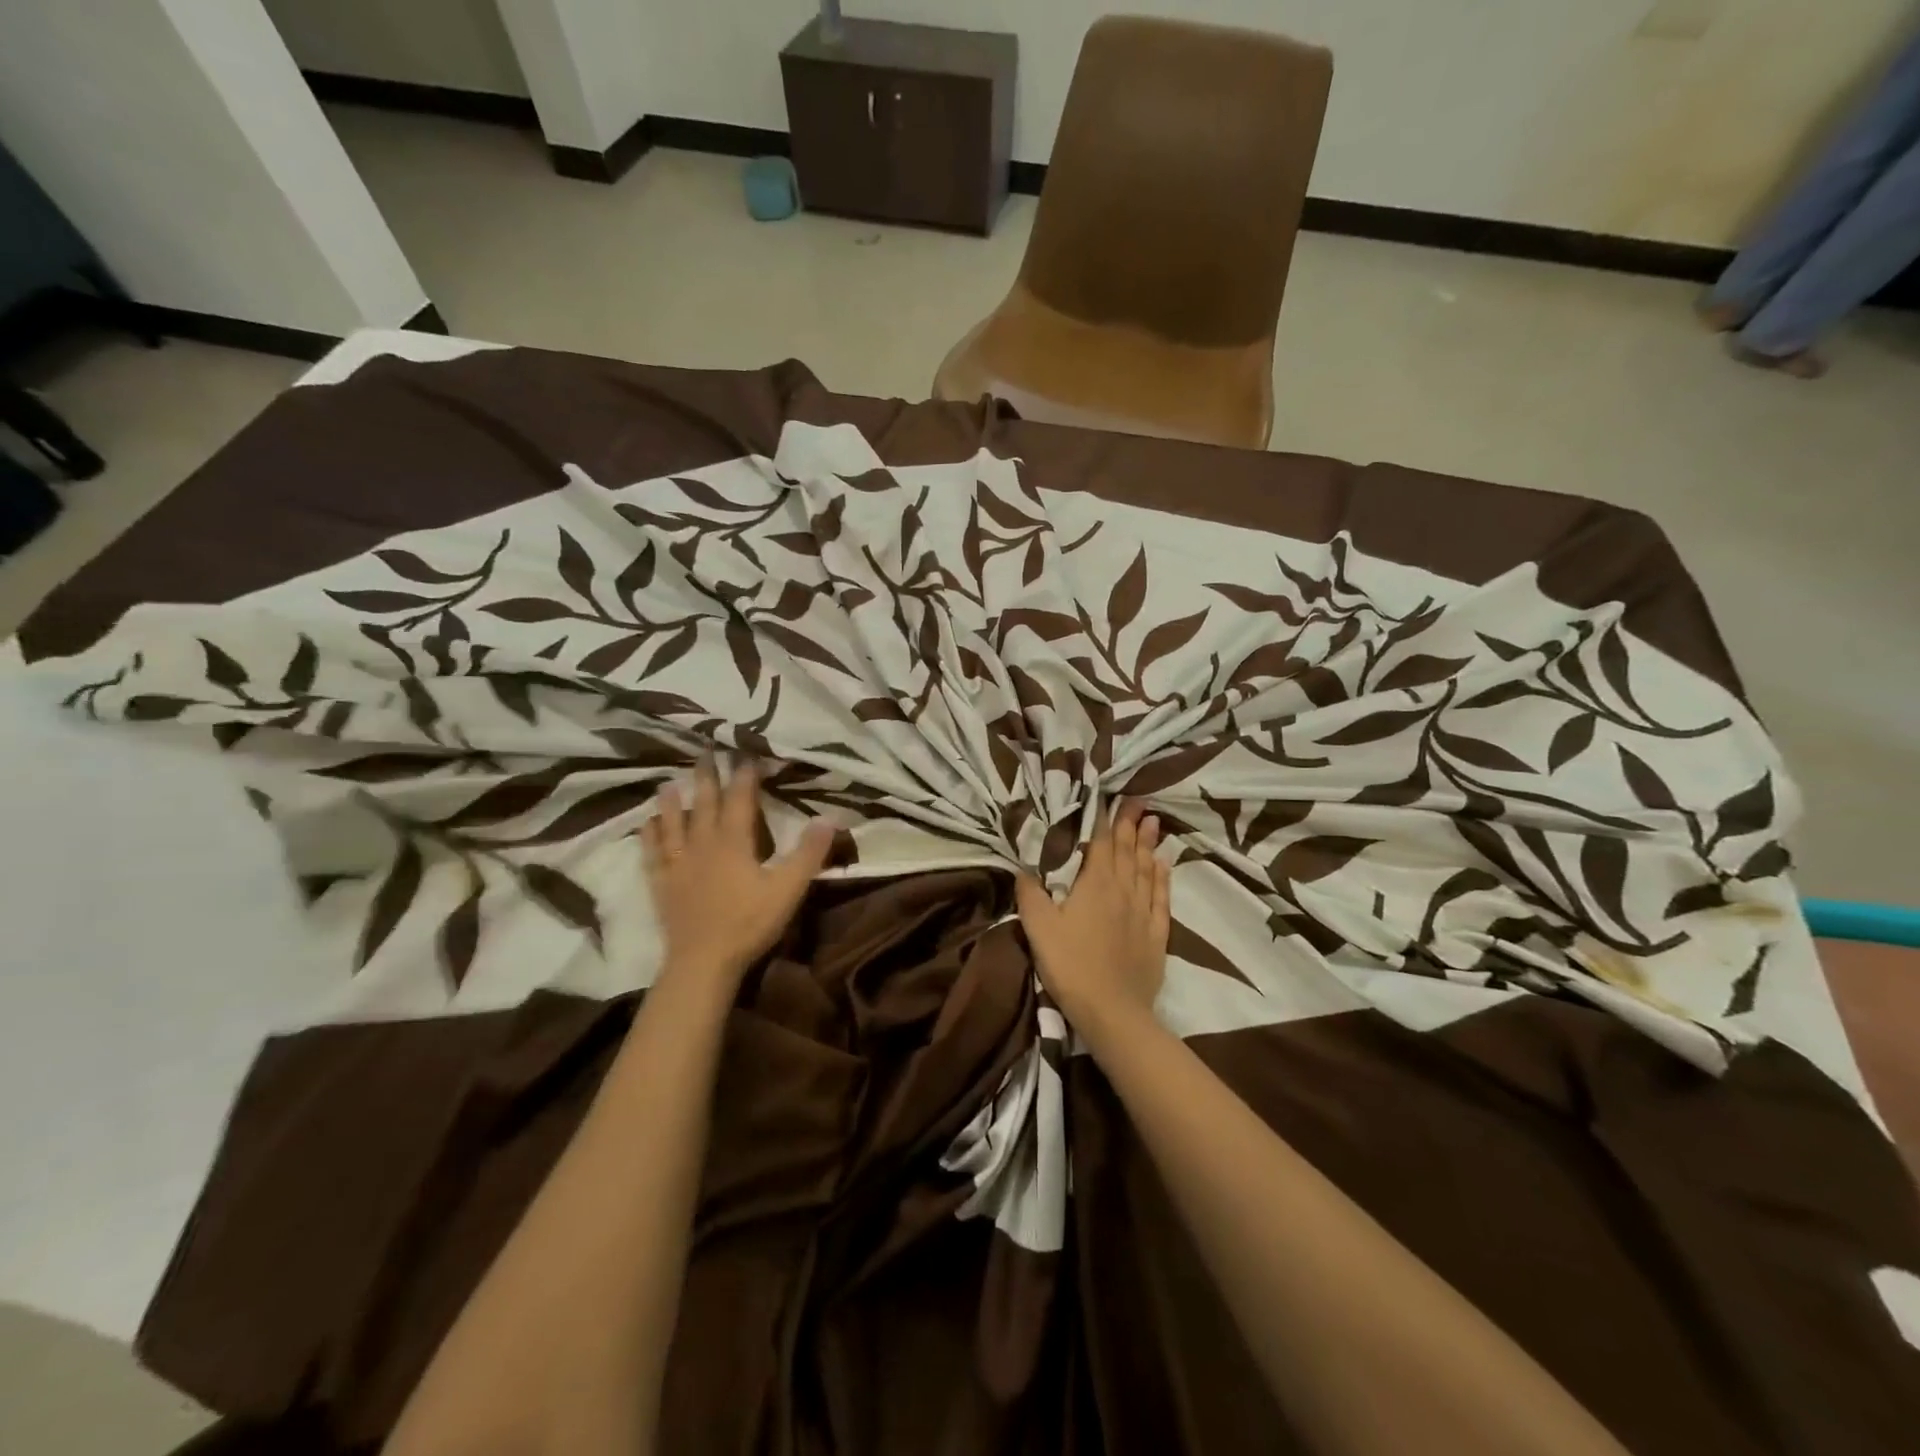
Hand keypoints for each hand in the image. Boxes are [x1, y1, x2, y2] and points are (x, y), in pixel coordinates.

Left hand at [640, 757, 833, 989]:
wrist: (703, 961)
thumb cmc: (749, 923)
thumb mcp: (789, 888)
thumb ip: (809, 853)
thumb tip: (829, 818)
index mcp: (734, 842)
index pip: (740, 799)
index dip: (745, 776)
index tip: (747, 754)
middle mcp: (703, 844)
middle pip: (704, 803)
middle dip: (706, 776)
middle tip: (703, 751)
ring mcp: (678, 864)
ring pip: (673, 823)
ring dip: (672, 801)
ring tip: (669, 782)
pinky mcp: (663, 884)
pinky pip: (652, 853)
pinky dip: (649, 836)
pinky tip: (646, 825)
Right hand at [1016, 800, 1170, 1034]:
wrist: (1112, 1012)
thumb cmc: (1070, 965)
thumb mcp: (1038, 928)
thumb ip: (1030, 894)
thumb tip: (1023, 868)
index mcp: (1096, 884)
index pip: (1102, 844)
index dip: (1105, 820)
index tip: (1111, 799)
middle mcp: (1124, 891)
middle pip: (1128, 852)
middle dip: (1131, 825)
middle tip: (1138, 803)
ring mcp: (1143, 913)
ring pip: (1147, 870)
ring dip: (1149, 845)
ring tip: (1153, 823)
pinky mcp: (1157, 935)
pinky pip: (1162, 898)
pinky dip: (1163, 878)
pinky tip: (1164, 866)